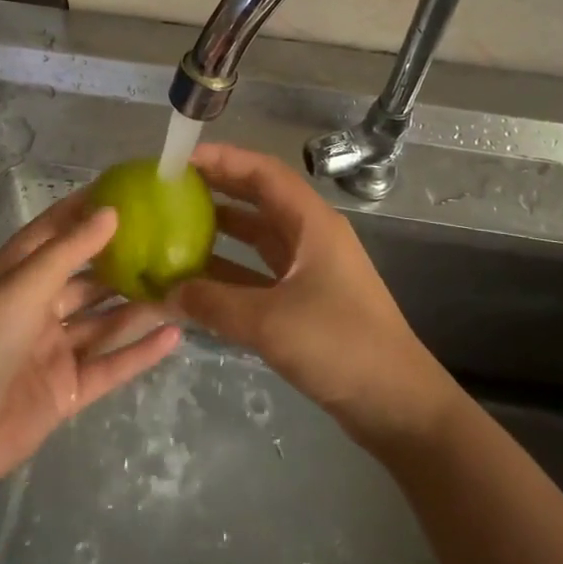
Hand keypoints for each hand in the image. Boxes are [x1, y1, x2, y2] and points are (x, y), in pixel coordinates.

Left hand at [0, 192, 182, 489]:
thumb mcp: (21, 288)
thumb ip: (69, 251)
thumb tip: (112, 211)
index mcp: (16, 276)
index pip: (54, 231)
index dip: (85, 209)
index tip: (126, 189)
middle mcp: (36, 307)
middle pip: (87, 277)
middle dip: (123, 260)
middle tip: (171, 239)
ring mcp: (54, 349)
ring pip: (104, 321)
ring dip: (139, 305)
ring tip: (183, 284)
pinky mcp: (69, 388)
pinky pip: (111, 363)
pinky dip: (141, 351)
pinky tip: (175, 334)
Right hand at [171, 143, 455, 449]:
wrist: (397, 403)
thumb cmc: (340, 346)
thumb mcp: (270, 321)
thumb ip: (214, 303)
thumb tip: (165, 294)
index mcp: (312, 224)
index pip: (264, 173)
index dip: (223, 160)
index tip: (181, 160)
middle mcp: (312, 238)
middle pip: (260, 200)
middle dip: (217, 190)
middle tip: (170, 190)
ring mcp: (311, 270)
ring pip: (259, 239)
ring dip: (221, 232)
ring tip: (174, 230)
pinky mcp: (307, 302)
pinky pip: (260, 274)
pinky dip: (230, 273)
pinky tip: (197, 283)